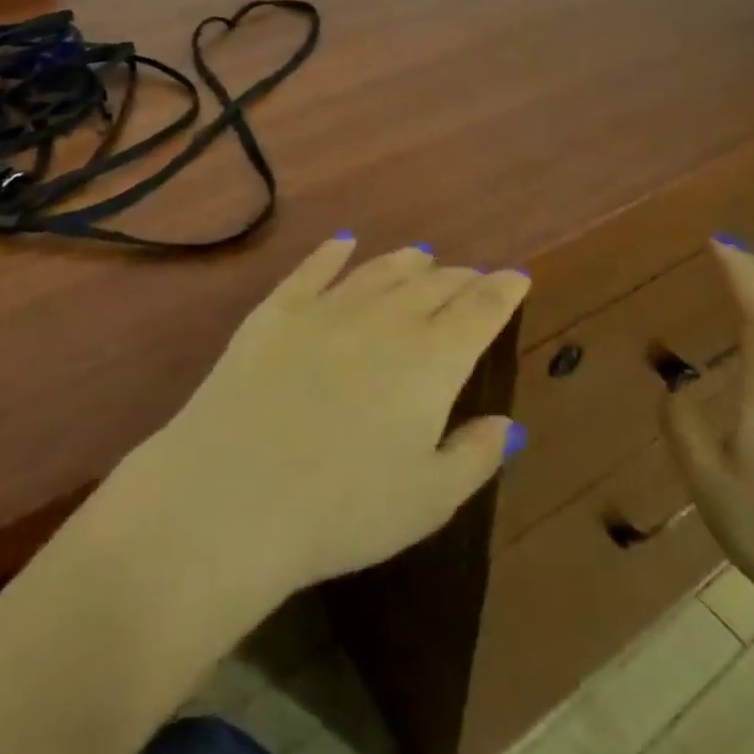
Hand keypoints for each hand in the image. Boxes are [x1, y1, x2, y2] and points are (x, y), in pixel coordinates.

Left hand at [125, 238, 529, 602]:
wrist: (236, 493)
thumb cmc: (344, 510)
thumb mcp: (428, 500)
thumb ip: (474, 455)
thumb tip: (509, 424)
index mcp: (431, 361)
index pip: (479, 311)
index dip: (502, 291)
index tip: (517, 277)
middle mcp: (384, 319)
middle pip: (432, 285)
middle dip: (459, 278)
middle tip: (472, 277)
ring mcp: (327, 308)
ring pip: (378, 271)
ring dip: (406, 261)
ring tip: (422, 255)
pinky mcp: (277, 309)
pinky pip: (313, 269)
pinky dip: (333, 252)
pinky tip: (343, 242)